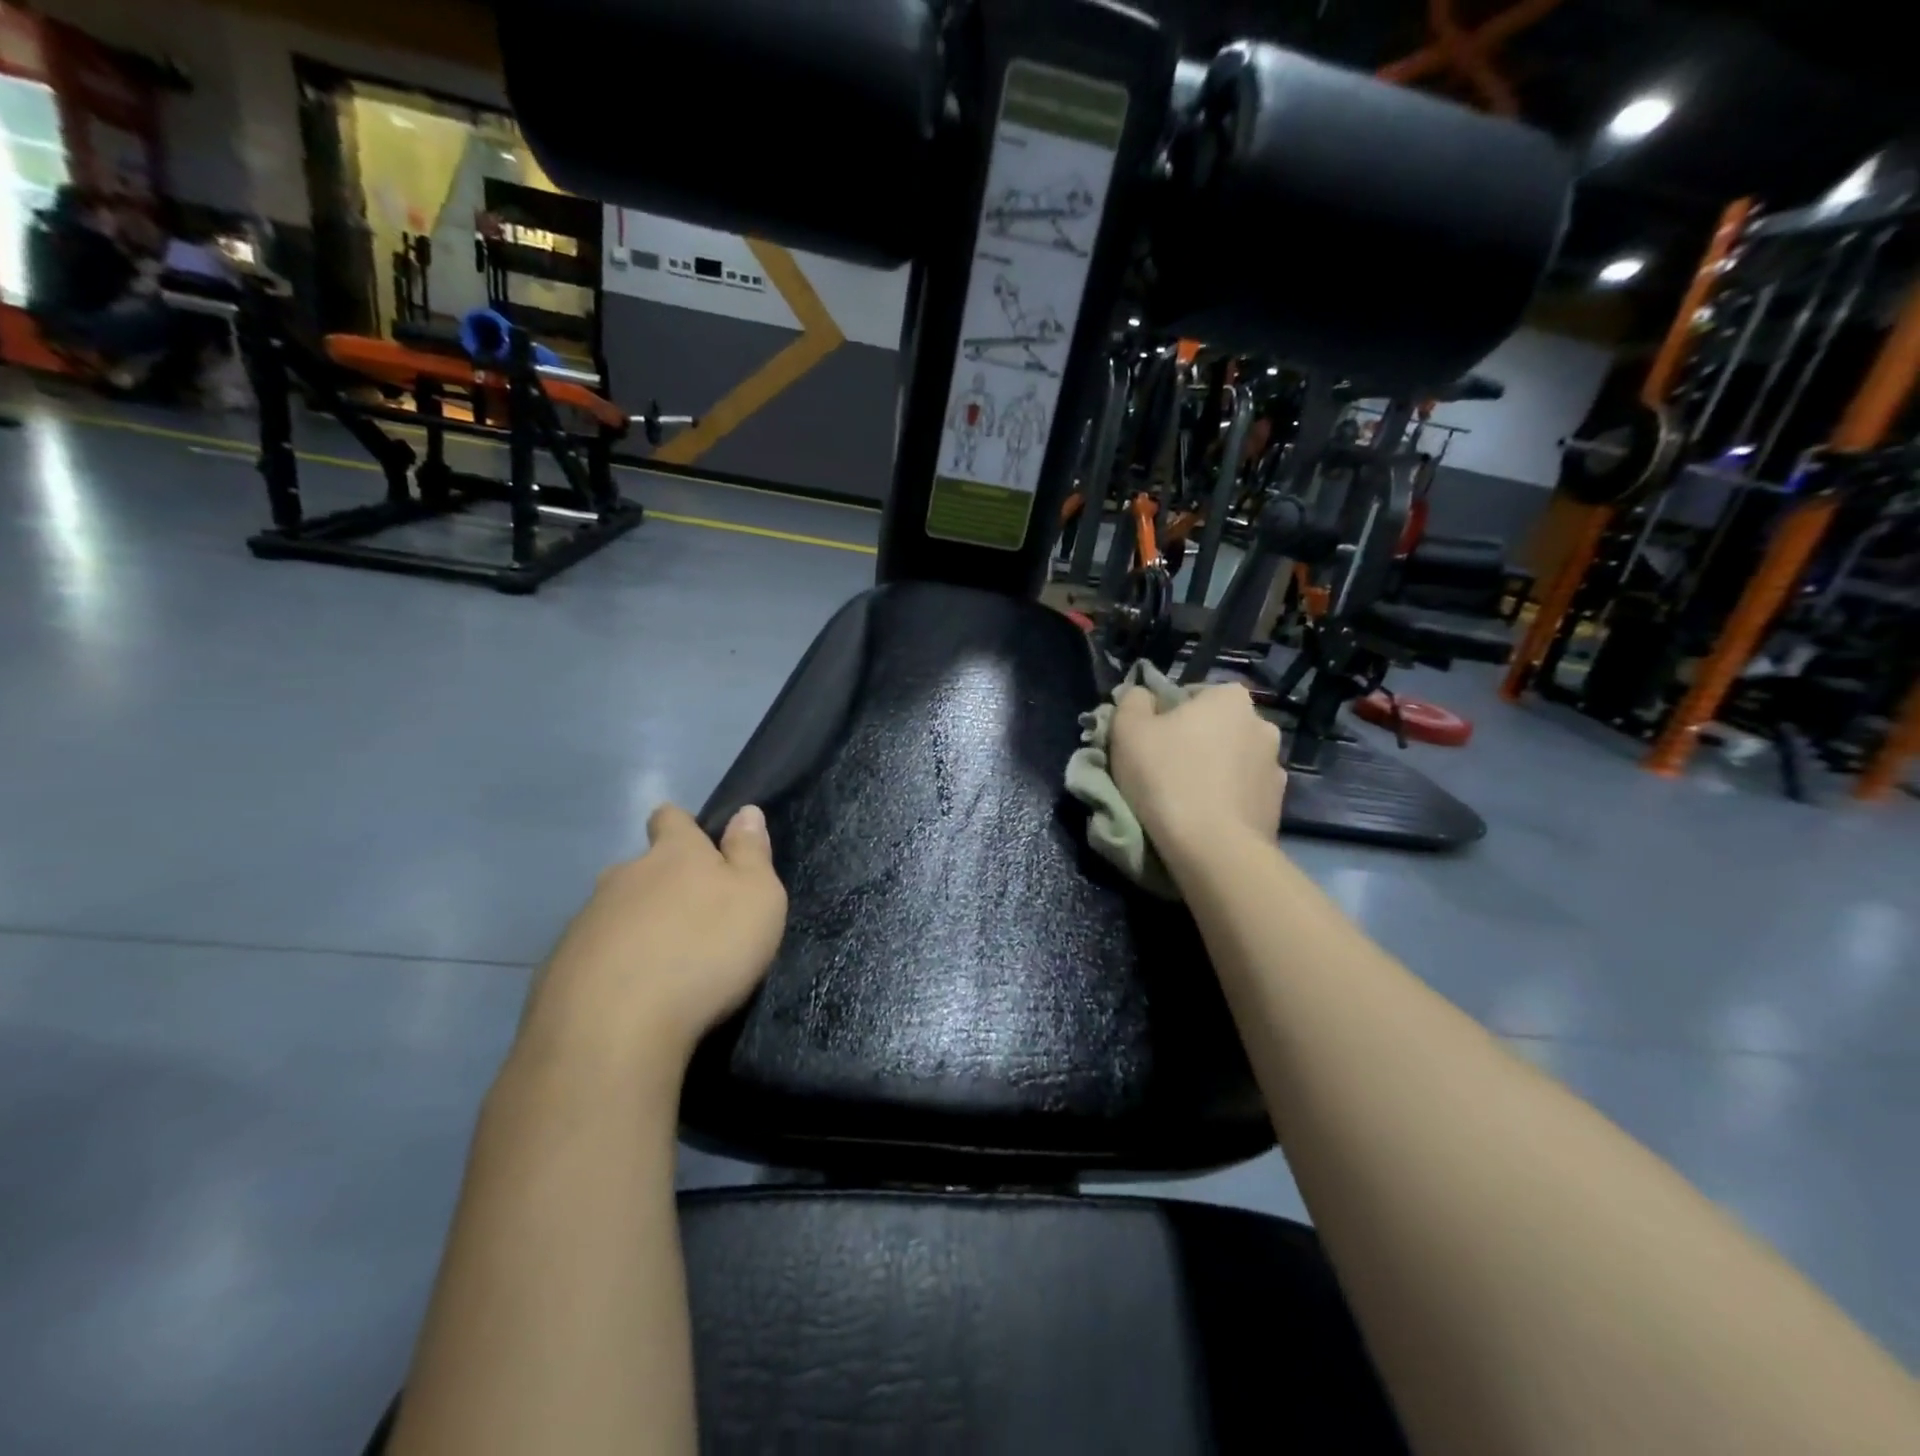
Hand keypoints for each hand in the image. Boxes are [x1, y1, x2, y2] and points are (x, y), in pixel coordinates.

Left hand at [518, 804, 787, 1075]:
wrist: (613, 1030)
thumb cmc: (705, 951)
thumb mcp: (757, 898)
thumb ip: (751, 853)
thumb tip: (746, 812)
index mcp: (673, 855)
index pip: (670, 818)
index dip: (680, 827)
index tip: (694, 845)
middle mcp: (623, 877)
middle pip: (639, 869)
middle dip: (659, 886)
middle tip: (687, 921)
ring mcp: (584, 922)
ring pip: (613, 913)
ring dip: (634, 929)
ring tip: (659, 967)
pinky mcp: (557, 969)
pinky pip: (590, 957)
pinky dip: (608, 969)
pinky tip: (626, 999)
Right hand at [1109, 683, 1285, 854]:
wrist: (1213, 849)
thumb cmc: (1166, 777)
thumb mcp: (1128, 729)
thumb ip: (1133, 701)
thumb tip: (1144, 696)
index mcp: (1229, 697)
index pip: (1190, 696)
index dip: (1165, 717)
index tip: (1149, 743)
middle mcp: (1262, 724)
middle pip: (1215, 728)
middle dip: (1194, 743)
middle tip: (1163, 771)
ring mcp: (1275, 767)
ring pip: (1232, 762)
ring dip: (1213, 773)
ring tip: (1185, 801)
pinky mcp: (1278, 806)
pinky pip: (1243, 794)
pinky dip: (1226, 801)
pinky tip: (1204, 819)